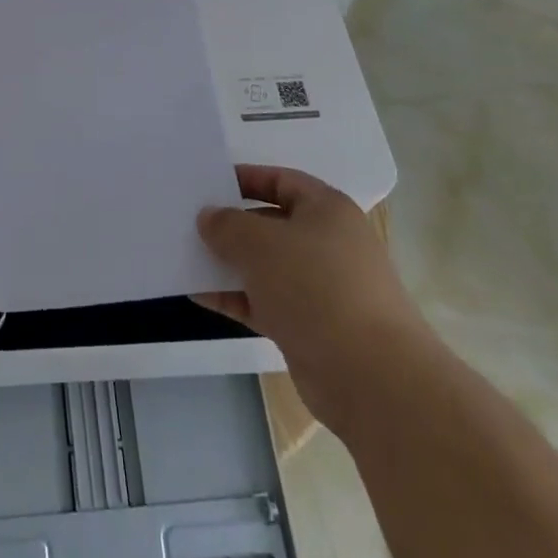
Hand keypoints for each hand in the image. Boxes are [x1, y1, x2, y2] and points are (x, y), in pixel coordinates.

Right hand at [197, 164, 432, 433]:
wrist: (372, 378)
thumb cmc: (316, 288)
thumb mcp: (261, 243)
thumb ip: (227, 225)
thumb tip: (209, 218)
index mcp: (327, 210)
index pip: (281, 180)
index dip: (245, 178)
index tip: (208, 184)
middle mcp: (328, 244)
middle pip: (271, 224)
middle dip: (231, 224)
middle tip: (189, 221)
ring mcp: (321, 288)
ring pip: (266, 266)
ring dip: (229, 263)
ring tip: (185, 256)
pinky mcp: (312, 328)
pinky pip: (265, 302)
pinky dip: (235, 298)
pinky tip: (198, 294)